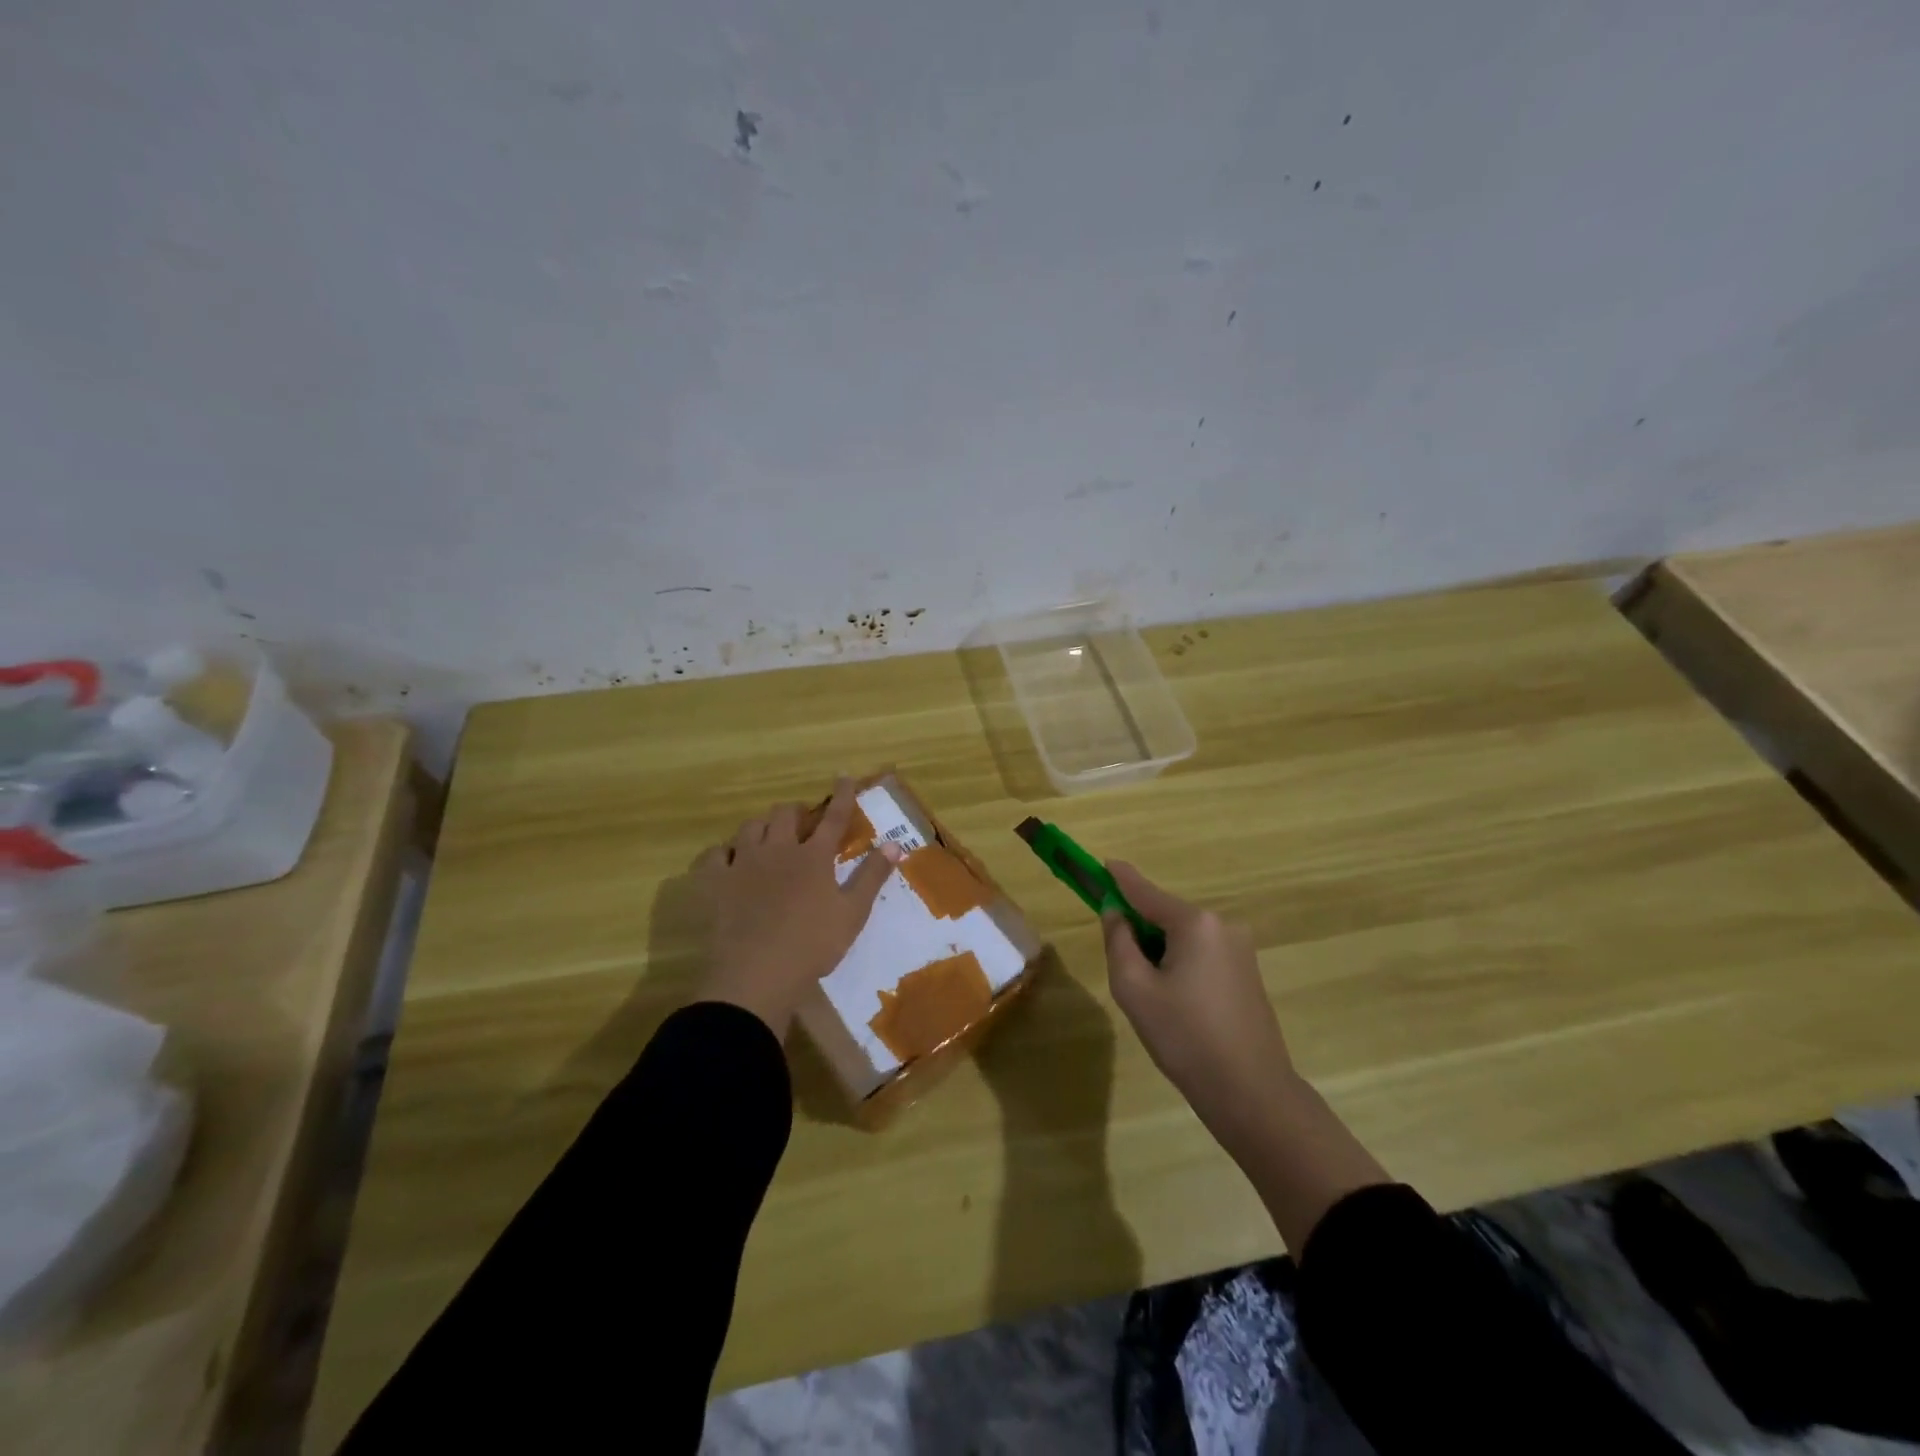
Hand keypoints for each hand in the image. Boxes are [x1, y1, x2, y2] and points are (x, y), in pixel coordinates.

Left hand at [695, 778, 900, 1035]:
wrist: (756, 975)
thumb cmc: (812, 946)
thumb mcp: (852, 914)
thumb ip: (872, 876)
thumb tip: (894, 844)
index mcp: (813, 856)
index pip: (833, 817)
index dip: (842, 795)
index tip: (844, 776)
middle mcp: (777, 850)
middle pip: (785, 814)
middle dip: (796, 812)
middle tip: (803, 823)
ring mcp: (742, 864)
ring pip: (750, 827)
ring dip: (762, 827)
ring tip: (768, 838)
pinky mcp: (715, 883)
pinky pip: (714, 855)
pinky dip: (723, 853)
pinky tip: (728, 861)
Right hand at [1103, 861, 1299, 1153]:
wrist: (1252, 1093)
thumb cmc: (1185, 1038)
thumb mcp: (1135, 989)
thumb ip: (1119, 941)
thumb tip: (1116, 913)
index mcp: (1195, 923)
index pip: (1145, 892)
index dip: (1119, 879)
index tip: (1102, 863)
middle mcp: (1222, 925)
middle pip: (1165, 915)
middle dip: (1139, 930)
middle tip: (1123, 970)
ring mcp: (1240, 948)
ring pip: (1183, 937)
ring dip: (1160, 952)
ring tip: (1152, 999)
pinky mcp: (1248, 972)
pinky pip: (1201, 954)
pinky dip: (1180, 964)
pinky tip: (1177, 1005)